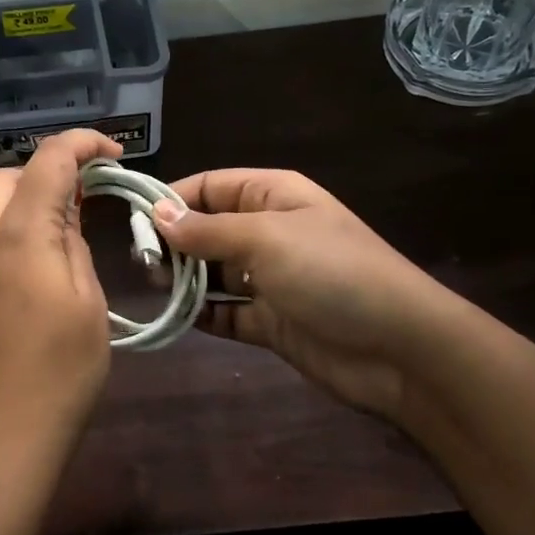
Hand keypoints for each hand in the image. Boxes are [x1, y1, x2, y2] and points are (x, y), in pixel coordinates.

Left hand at [0, 129, 121, 477]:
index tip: (115, 154)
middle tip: (90, 196)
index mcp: (19, 235)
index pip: (47, 160)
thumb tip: (66, 218)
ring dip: (28, 202)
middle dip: (49, 172)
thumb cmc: (59, 374)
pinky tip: (41, 266)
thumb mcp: (87, 304)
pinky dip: (13, 232)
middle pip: (8, 178)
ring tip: (70, 229)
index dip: (82, 144)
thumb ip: (75, 247)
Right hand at [152, 169, 463, 432]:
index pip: (210, 186)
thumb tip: (157, 213)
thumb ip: (207, 229)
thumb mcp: (265, 239)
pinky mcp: (271, 321)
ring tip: (156, 287)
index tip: (134, 222)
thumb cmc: (331, 273)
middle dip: (174, 242)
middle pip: (207, 229)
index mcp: (273, 197)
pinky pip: (225, 312)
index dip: (172, 199)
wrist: (399, 348)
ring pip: (212, 272)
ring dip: (184, 279)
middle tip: (143, 264)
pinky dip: (201, 314)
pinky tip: (176, 317)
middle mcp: (269, 232)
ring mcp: (270, 279)